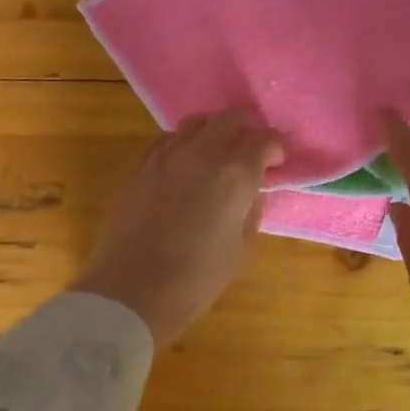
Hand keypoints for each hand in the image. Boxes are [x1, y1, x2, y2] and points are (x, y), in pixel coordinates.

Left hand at [70, 108, 282, 346]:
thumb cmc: (196, 279)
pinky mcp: (140, 166)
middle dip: (247, 128)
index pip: (263, 139)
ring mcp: (165, 155)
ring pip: (196, 123)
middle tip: (252, 149)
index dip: (276, 146)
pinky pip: (167, 140)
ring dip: (214, 131)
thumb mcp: (242, 251)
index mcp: (234, 174)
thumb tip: (253, 190)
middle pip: (229, 118)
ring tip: (218, 154)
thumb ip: (252, 211)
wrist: (131, 292)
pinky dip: (184, 144)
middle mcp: (201, 153)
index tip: (278, 161)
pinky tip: (185, 167)